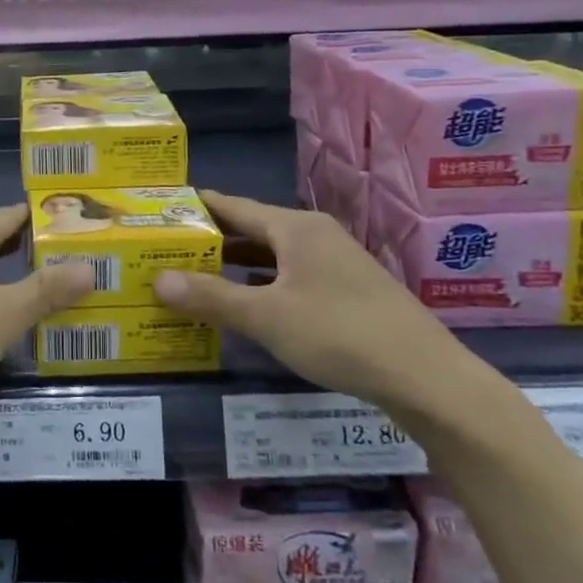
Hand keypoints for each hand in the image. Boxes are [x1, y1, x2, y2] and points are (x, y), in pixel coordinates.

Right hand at [153, 190, 476, 417]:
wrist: (425, 376)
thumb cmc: (339, 334)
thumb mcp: (266, 317)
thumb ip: (212, 297)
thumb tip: (157, 279)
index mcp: (294, 227)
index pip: (233, 206)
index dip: (198, 206)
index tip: (162, 208)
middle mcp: (315, 235)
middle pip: (253, 228)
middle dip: (212, 239)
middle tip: (167, 248)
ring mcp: (335, 262)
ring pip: (274, 254)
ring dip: (237, 263)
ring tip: (196, 274)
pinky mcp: (348, 290)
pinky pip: (291, 275)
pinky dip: (263, 282)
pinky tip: (247, 302)